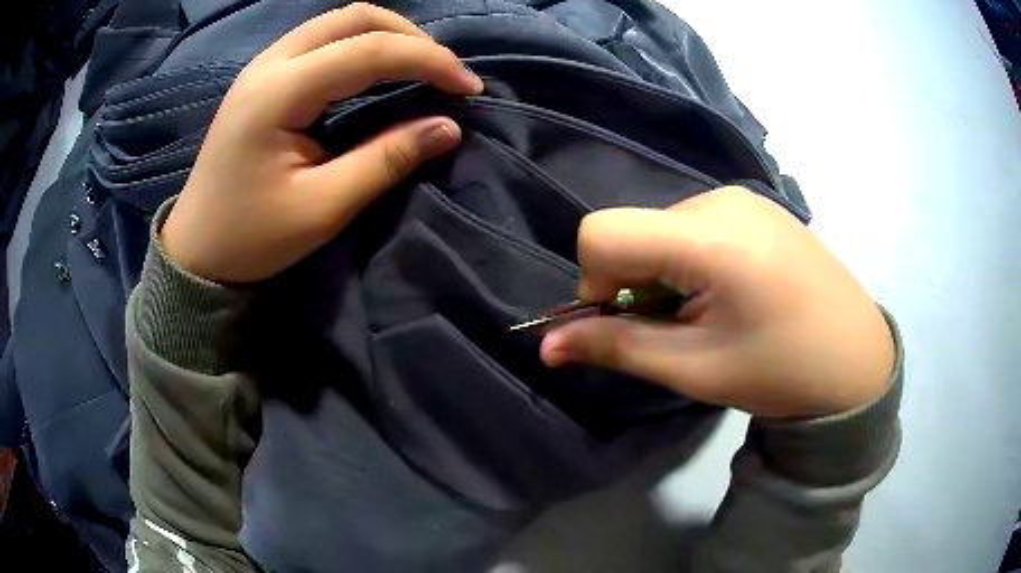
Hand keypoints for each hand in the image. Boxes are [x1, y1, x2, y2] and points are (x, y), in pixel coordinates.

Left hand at [162, 4, 482, 282]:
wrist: (196, 251)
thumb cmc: (251, 238)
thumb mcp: (322, 208)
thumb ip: (385, 160)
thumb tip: (448, 127)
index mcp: (278, 93)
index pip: (368, 50)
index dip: (428, 61)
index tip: (469, 88)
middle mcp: (270, 63)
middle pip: (354, 17)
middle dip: (410, 37)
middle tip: (444, 72)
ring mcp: (263, 65)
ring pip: (338, 22)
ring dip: (387, 36)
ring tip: (420, 68)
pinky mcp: (263, 77)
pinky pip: (322, 39)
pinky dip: (361, 45)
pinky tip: (378, 70)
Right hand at [541, 187, 894, 418]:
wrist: (858, 360)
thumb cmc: (781, 371)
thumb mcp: (695, 369)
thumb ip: (616, 348)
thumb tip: (546, 346)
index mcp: (708, 236)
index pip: (602, 232)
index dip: (596, 282)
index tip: (629, 321)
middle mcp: (721, 200)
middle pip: (635, 230)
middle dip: (636, 283)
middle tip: (681, 328)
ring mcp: (743, 198)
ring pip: (664, 229)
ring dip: (665, 273)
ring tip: (713, 312)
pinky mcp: (758, 207)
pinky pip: (697, 225)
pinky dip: (692, 260)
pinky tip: (734, 291)